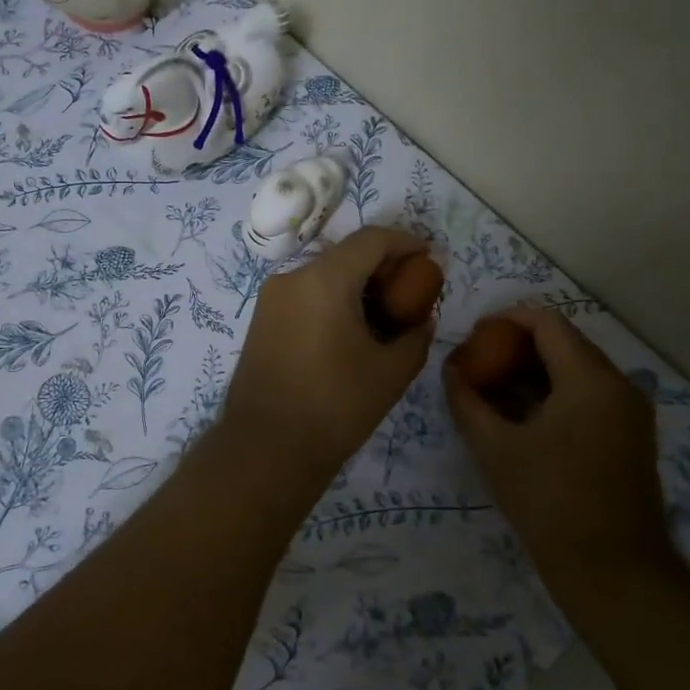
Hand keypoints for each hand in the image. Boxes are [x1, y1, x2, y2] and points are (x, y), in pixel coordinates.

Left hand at [221, 227, 435, 488]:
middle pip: (346, 255)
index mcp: (324, 280)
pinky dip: (333, 300)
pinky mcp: (261, 321)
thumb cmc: (334, 407)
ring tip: (384, 315)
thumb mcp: (390, 373)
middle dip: (382, 266)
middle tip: (410, 291)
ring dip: (356, 285)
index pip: (371, 240)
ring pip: (324, 275)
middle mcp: (292, 278)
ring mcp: (271, 299)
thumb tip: (422, 320)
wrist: (265, 449)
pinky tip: (351, 331)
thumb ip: (415, 336)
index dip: (405, 242)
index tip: (428, 256)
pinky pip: (305, 295)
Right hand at [444, 305, 672, 602]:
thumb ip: (467, 402)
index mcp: (590, 379)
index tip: (475, 336)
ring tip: (495, 388)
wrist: (614, 572)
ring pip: (578, 369)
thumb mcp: (496, 450)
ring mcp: (630, 411)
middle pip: (564, 342)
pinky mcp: (632, 435)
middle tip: (480, 362)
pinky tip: (525, 415)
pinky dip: (556, 391)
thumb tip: (450, 370)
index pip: (547, 322)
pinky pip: (590, 394)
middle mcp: (619, 384)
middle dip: (519, 345)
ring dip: (536, 369)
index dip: (507, 319)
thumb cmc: (550, 503)